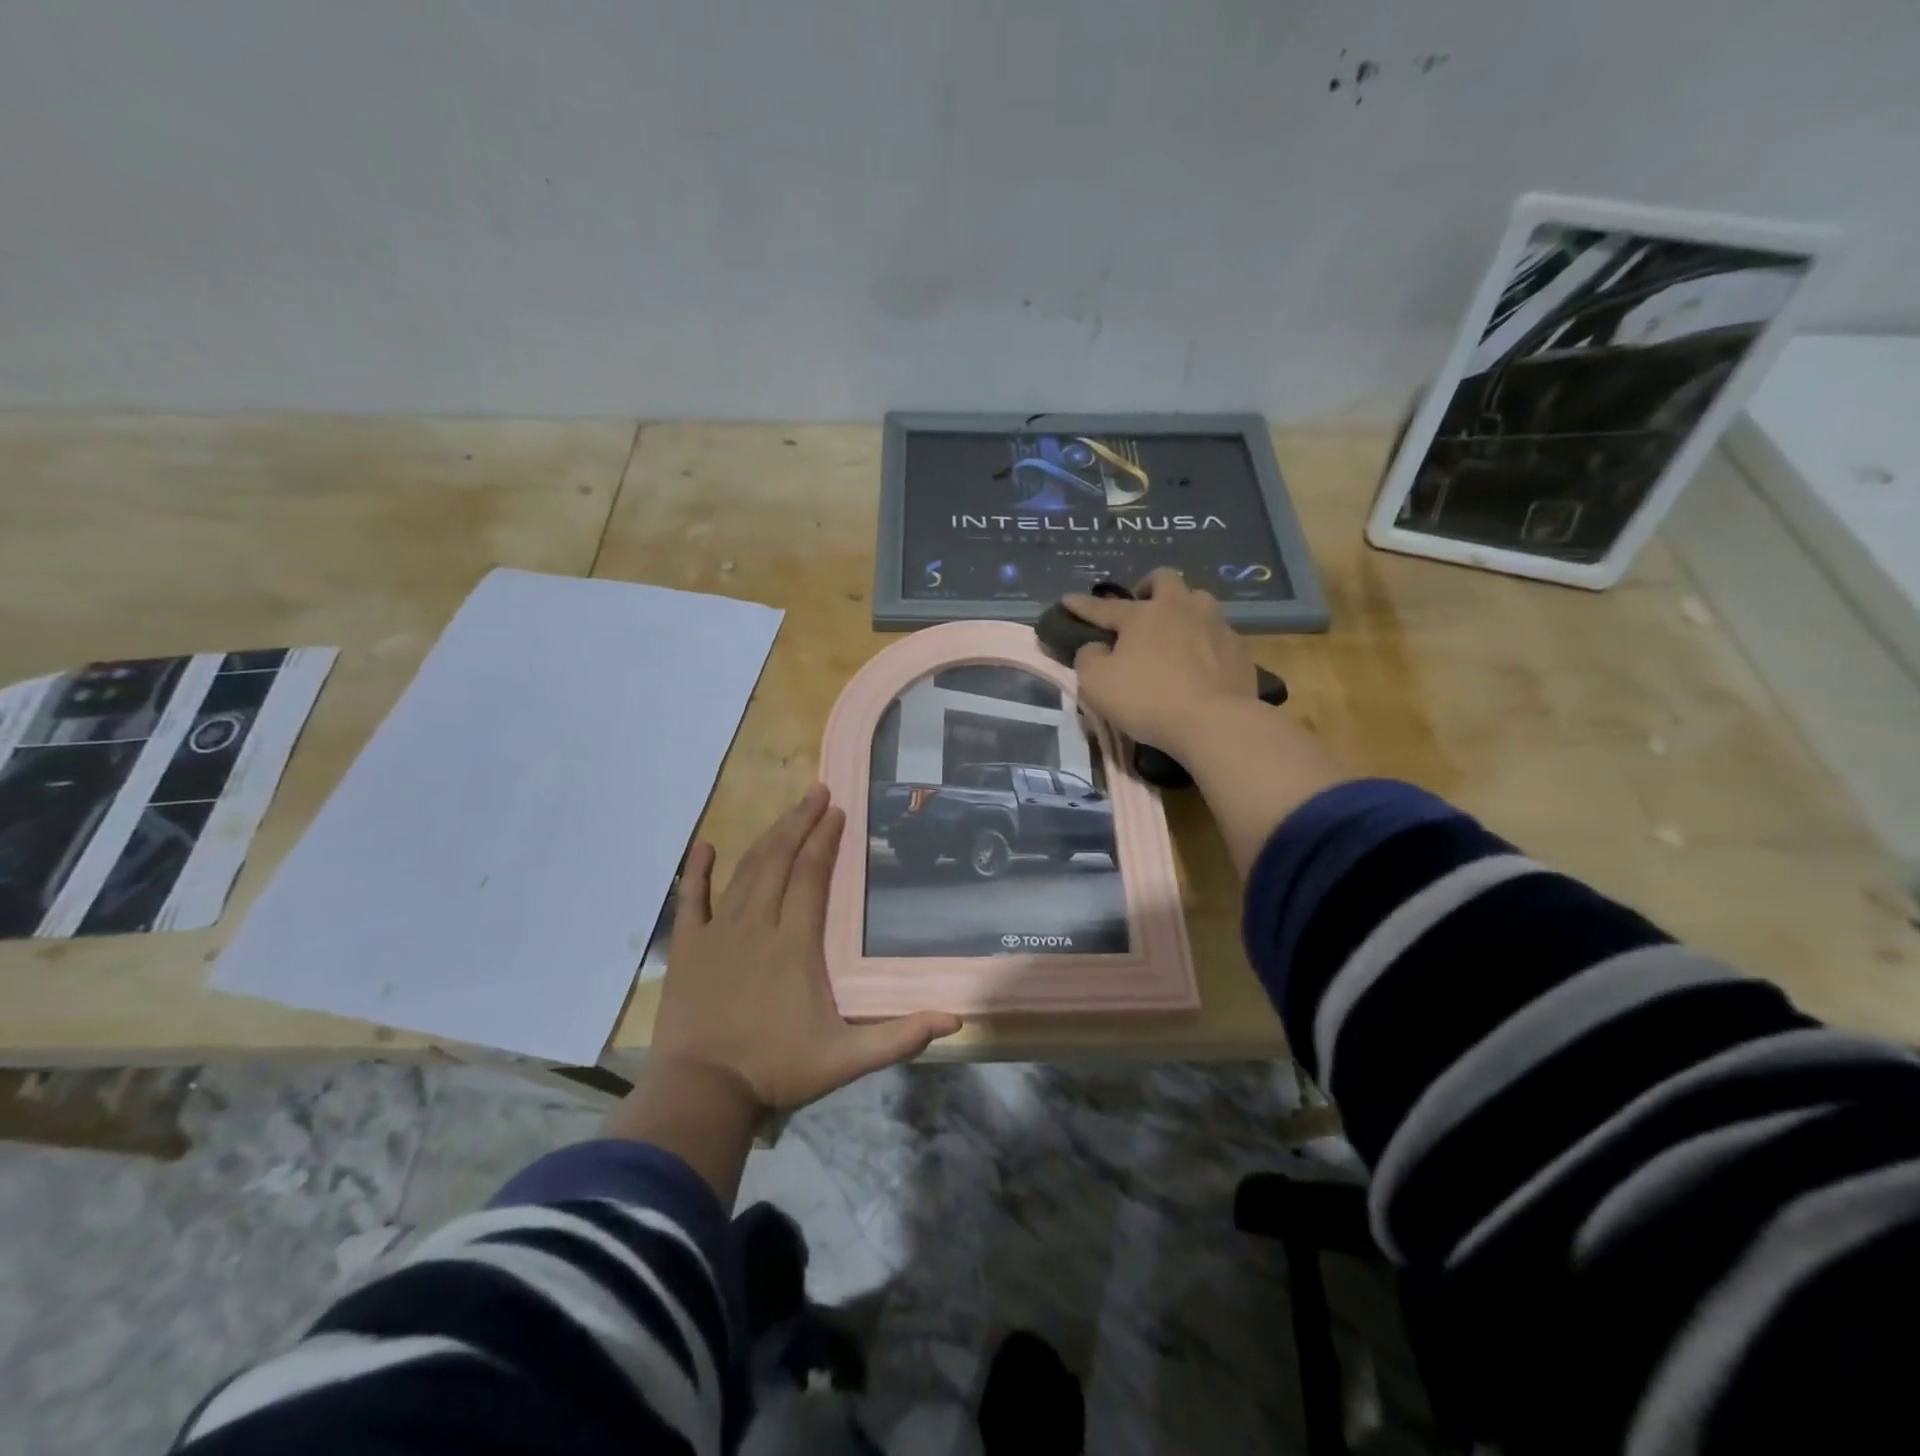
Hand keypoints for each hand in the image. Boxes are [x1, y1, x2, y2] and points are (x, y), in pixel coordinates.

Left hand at [651, 785, 961, 1118]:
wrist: (703, 1095)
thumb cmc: (777, 1072)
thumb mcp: (847, 1059)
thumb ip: (901, 1037)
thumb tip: (955, 1019)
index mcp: (795, 942)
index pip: (812, 875)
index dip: (826, 840)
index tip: (838, 812)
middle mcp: (757, 924)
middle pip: (780, 859)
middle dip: (800, 822)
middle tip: (817, 792)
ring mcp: (718, 932)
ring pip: (745, 871)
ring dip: (767, 837)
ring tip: (786, 811)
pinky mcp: (688, 948)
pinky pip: (691, 900)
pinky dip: (697, 871)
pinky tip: (704, 846)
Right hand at [1064, 568, 1260, 756]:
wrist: (1215, 723)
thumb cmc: (1148, 700)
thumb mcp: (1097, 684)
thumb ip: (1088, 658)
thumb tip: (1096, 647)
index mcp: (1143, 614)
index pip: (1104, 607)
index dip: (1082, 605)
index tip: (1067, 600)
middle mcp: (1181, 608)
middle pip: (1165, 579)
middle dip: (1149, 587)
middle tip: (1142, 607)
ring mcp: (1215, 624)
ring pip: (1198, 601)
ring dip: (1183, 609)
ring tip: (1176, 633)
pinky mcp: (1239, 648)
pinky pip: (1218, 634)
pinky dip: (1206, 641)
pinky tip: (1202, 661)